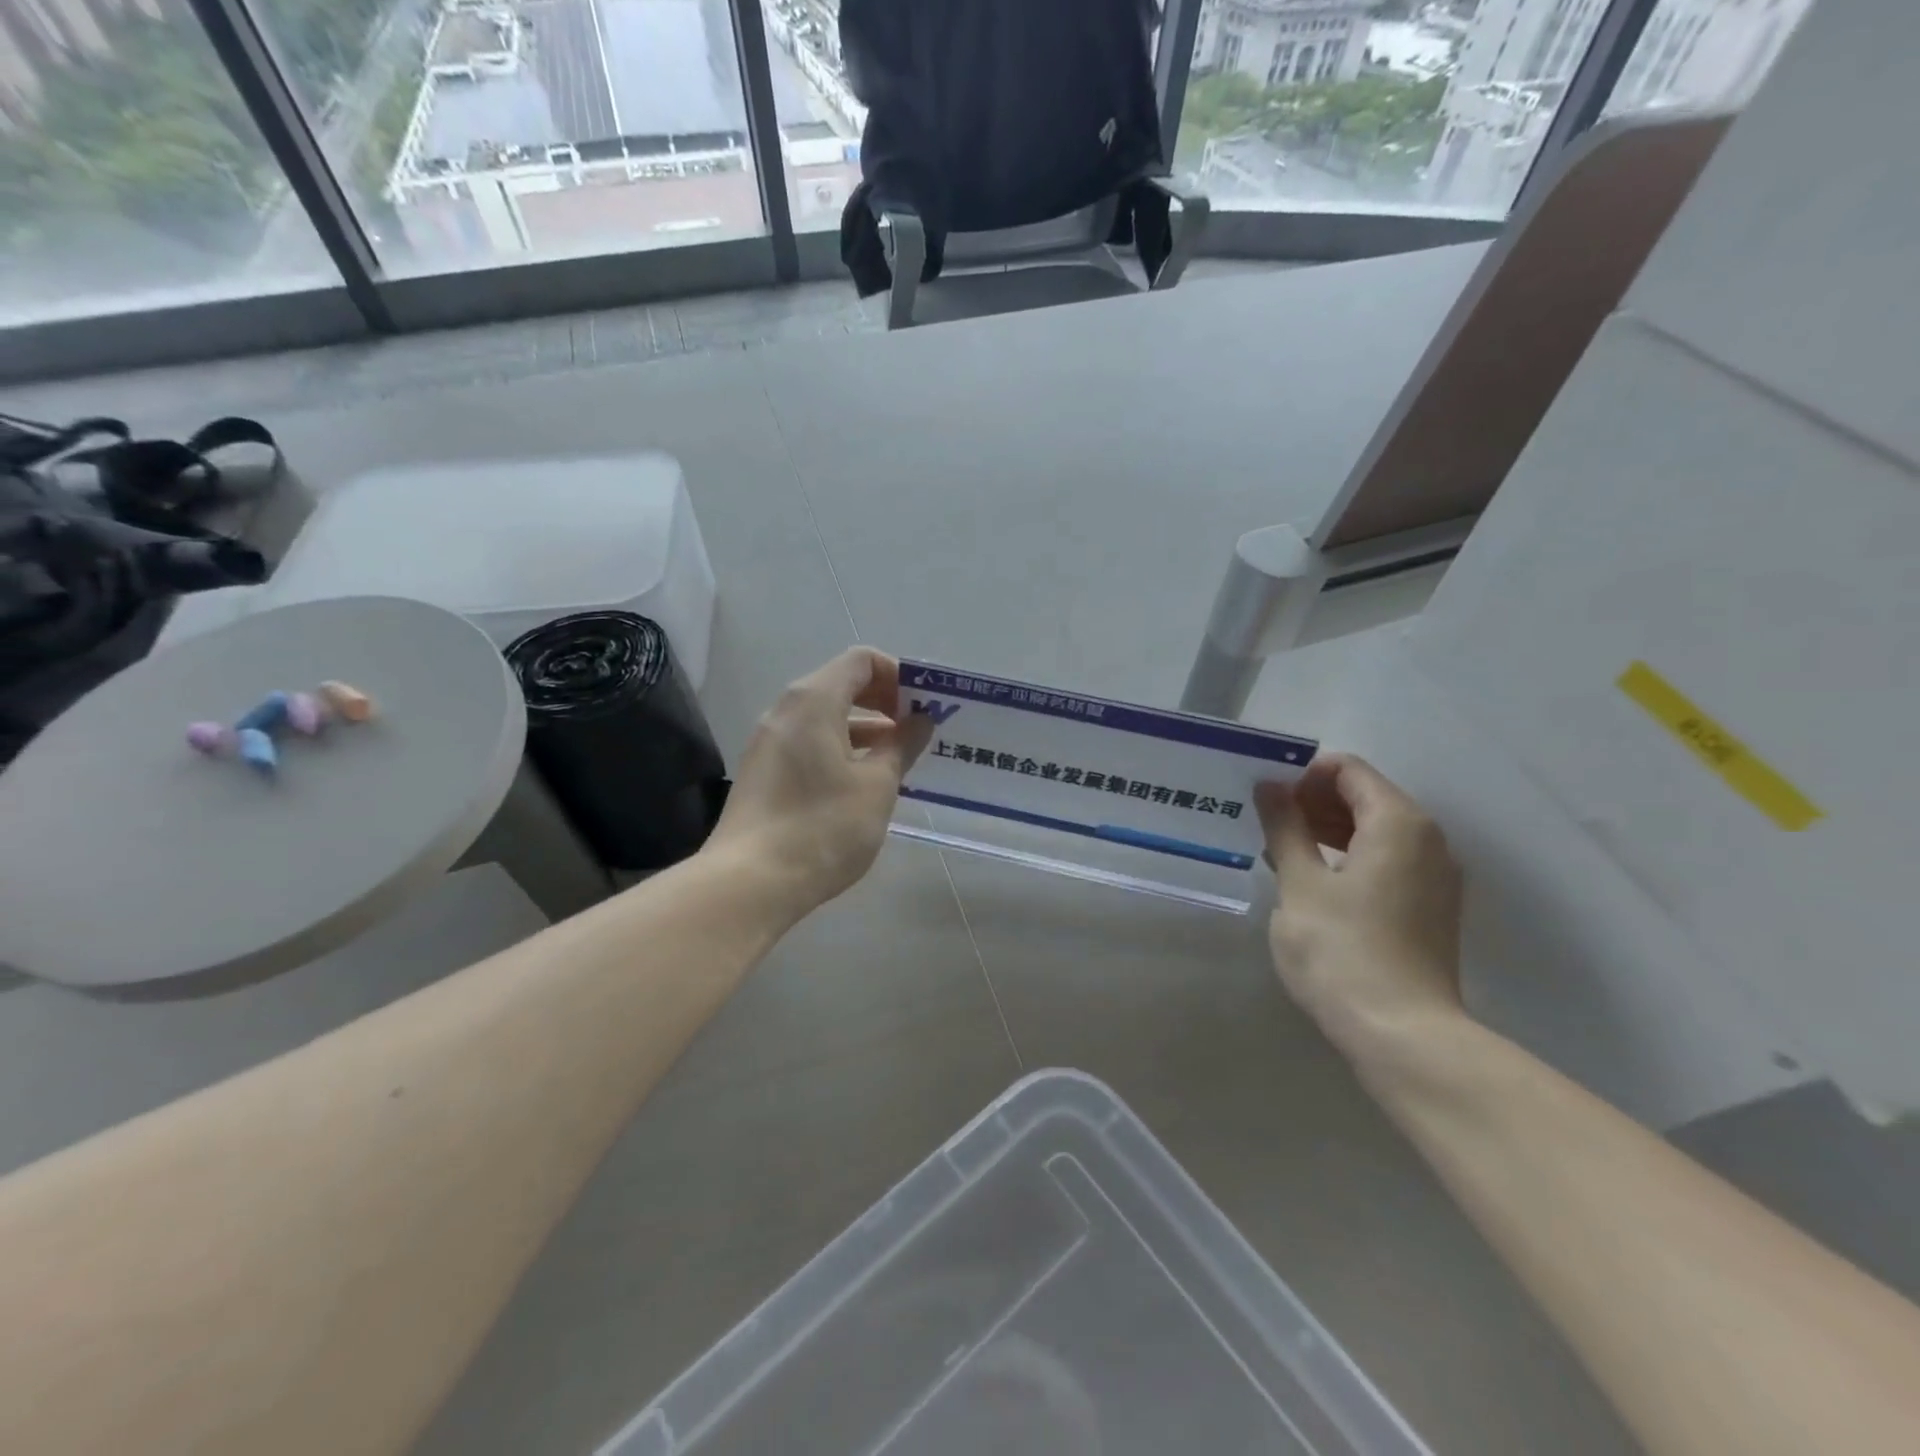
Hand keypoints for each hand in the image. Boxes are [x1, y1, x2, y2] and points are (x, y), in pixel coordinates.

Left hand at [706, 647, 931, 921]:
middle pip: (841, 684)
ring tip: (898, 758)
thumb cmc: (823, 826)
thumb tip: (920, 720)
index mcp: (814, 701)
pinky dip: (840, 748)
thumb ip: (901, 746)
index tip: (924, 706)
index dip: (899, 675)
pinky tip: (862, 781)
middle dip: (884, 701)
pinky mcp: (762, 771)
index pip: (862, 661)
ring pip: (825, 716)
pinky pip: (808, 741)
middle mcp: (785, 710)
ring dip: (865, 728)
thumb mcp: (876, 786)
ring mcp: (768, 741)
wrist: (750, 882)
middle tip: (917, 729)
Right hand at [1255, 754, 1464, 1058]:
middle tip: (1266, 823)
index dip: (1303, 774)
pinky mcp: (1430, 907)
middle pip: (1366, 796)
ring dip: (1327, 829)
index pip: (1348, 770)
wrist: (1402, 1035)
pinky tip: (1311, 879)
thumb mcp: (1300, 884)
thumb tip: (1271, 787)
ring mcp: (1435, 876)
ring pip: (1376, 830)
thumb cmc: (1342, 950)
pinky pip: (1387, 860)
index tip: (1265, 797)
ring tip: (1280, 849)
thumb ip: (1285, 827)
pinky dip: (1349, 856)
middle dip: (1313, 800)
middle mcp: (1428, 840)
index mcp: (1399, 823)